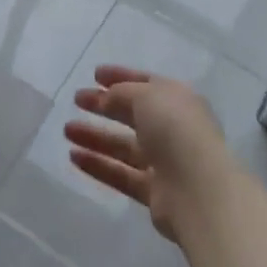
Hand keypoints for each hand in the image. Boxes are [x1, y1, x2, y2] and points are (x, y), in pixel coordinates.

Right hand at [64, 66, 232, 242]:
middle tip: (76, 100)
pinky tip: (74, 157)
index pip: (145, 83)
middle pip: (132, 114)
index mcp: (176, 100)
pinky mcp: (154, 192)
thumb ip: (122, 93)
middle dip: (103, 106)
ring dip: (95, 136)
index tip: (95, 75)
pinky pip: (121, 174)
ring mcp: (164, 162)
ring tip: (66, 130)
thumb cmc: (175, 129)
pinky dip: (98, 165)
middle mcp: (172, 128)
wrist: (199, 190)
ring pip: (123, 146)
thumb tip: (107, 98)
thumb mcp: (146, 96)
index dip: (120, 76)